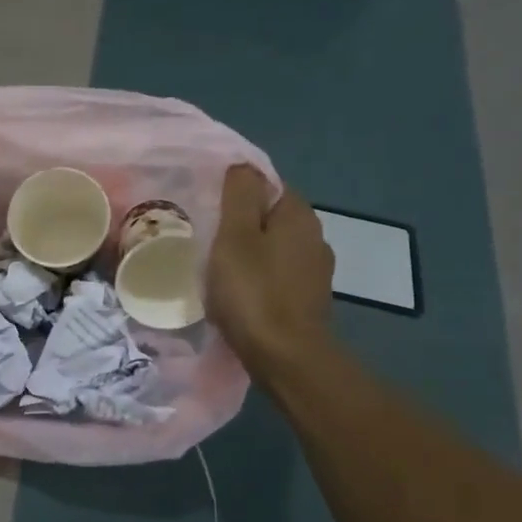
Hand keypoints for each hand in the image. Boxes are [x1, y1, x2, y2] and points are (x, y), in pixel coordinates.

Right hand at [207, 164, 334, 367]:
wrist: (285, 356)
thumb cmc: (253, 292)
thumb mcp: (235, 237)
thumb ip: (240, 196)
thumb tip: (242, 165)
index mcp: (298, 215)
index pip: (269, 185)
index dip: (238, 192)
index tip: (209, 206)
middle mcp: (315, 237)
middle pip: (272, 217)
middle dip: (243, 223)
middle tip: (206, 235)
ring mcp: (315, 271)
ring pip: (275, 248)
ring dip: (251, 252)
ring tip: (217, 265)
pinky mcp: (308, 300)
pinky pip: (278, 275)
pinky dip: (259, 277)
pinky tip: (239, 291)